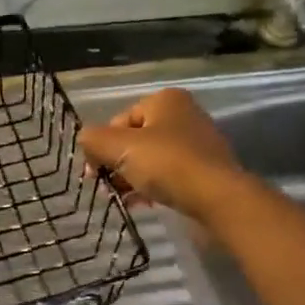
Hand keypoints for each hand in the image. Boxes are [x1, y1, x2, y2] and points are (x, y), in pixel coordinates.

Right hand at [78, 88, 245, 225]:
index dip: (103, 146)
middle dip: (118, 163)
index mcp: (165, 100)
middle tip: (109, 188)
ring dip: (133, 178)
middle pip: (136, 139)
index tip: (95, 173)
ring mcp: (198, 143)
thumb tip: (86, 142)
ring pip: (152, 159)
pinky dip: (154, 187)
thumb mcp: (119, 147)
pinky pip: (170, 175)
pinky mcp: (206, 170)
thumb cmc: (167, 164)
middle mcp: (184, 115)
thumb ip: (93, 139)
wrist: (218, 199)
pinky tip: (144, 204)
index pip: (120, 120)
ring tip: (125, 199)